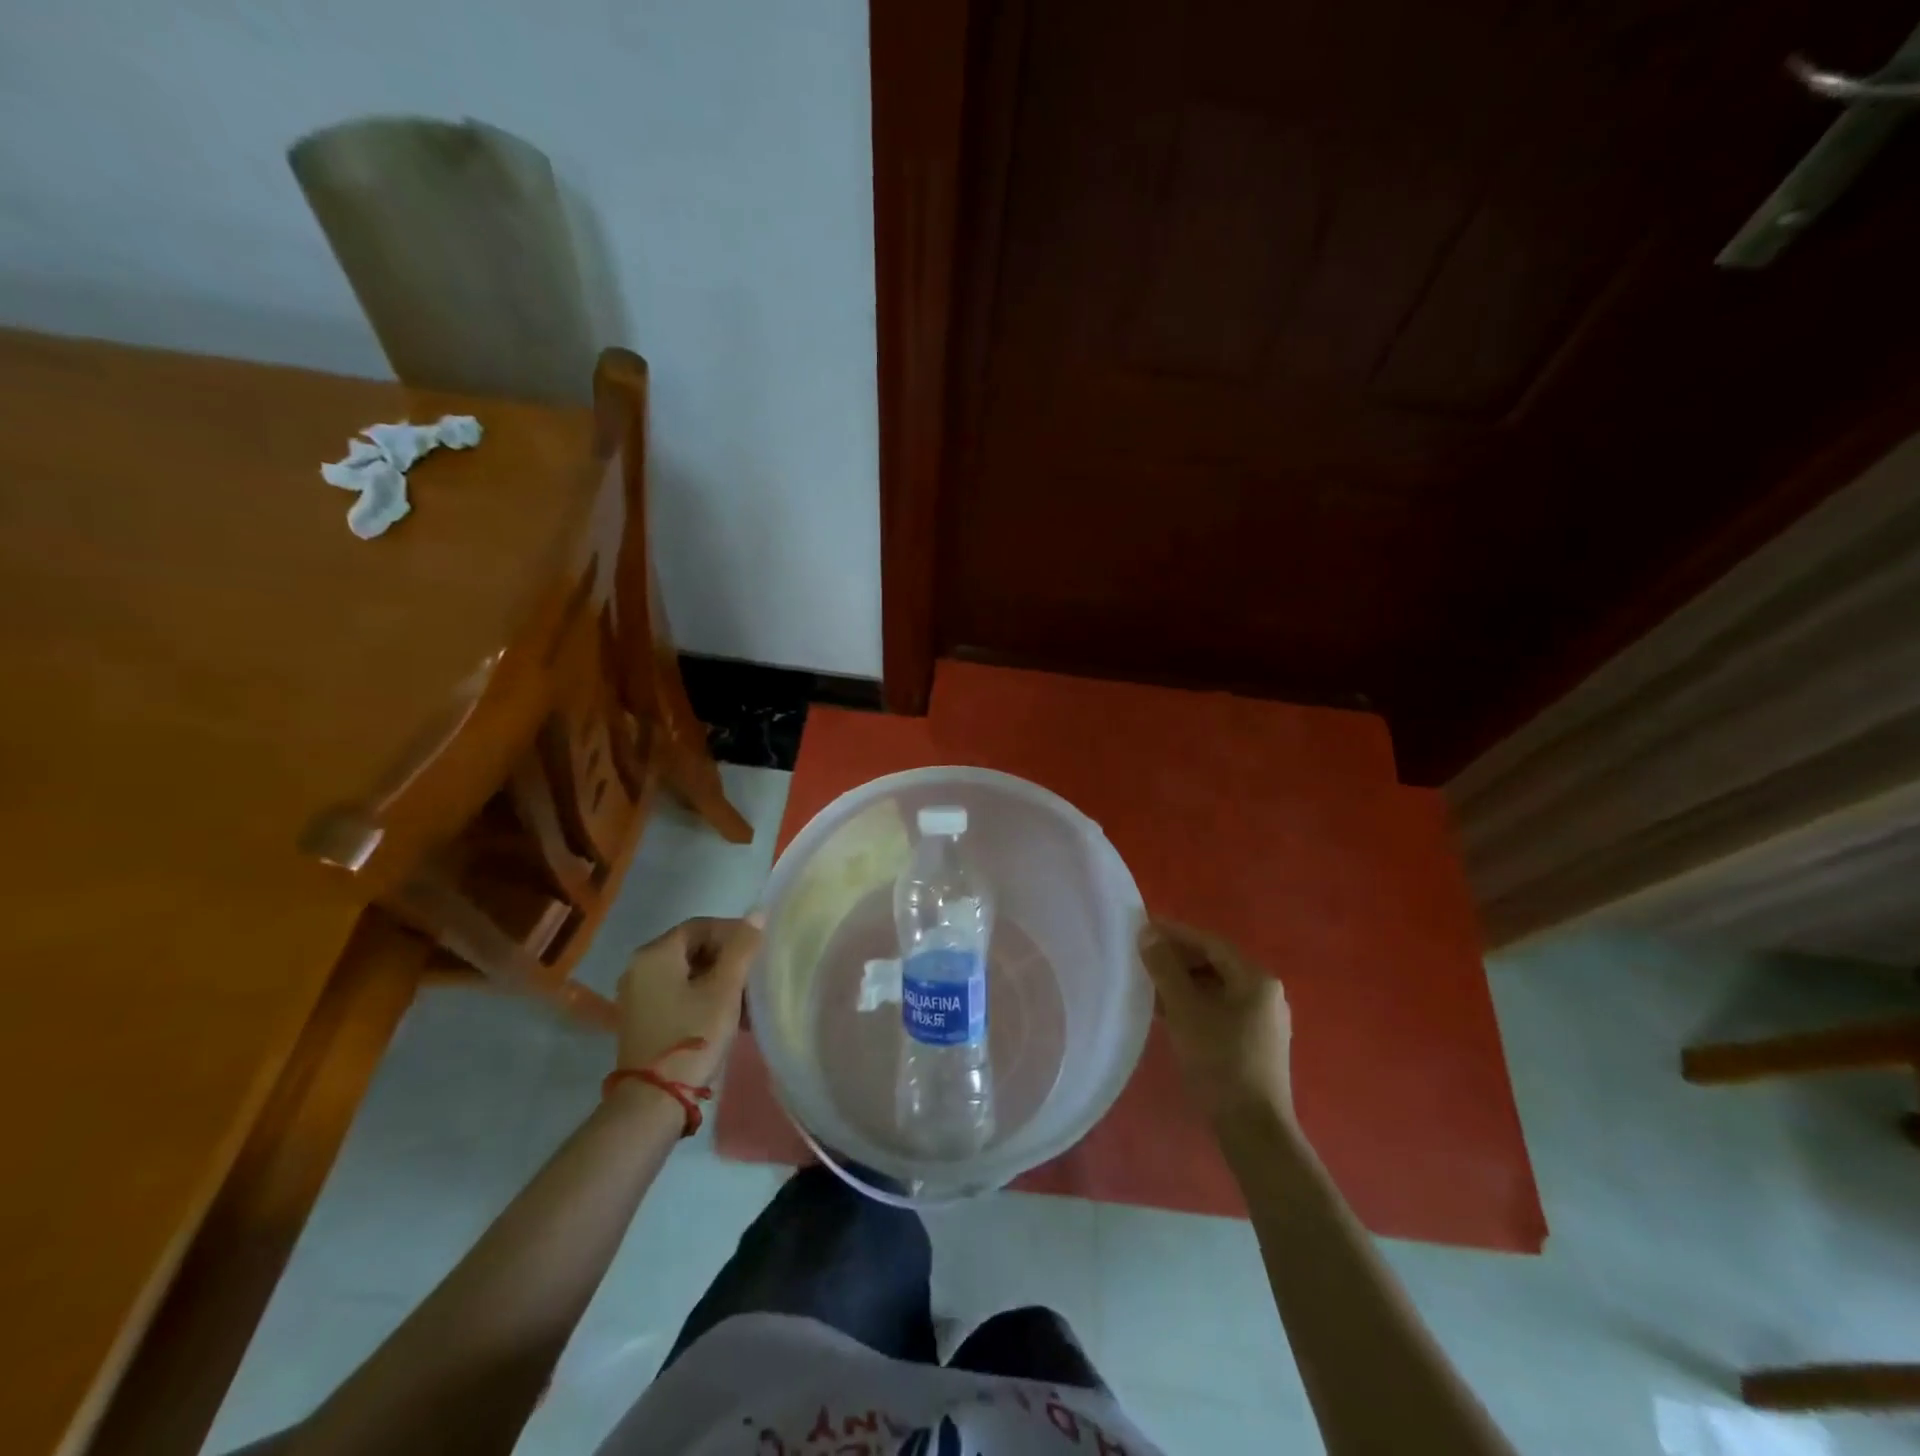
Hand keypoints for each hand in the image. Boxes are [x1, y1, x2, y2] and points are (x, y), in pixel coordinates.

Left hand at [616, 915, 762, 1087]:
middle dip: (727, 959)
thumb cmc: (692, 1035)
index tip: (758, 950)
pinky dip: (702, 997)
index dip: (733, 932)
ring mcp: (637, 995)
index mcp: (655, 954)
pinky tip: (727, 1015)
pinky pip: (677, 993)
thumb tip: (757, 914)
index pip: (700, 926)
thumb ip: (742, 948)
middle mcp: (639, 968)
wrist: (654, 1101)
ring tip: (746, 1000)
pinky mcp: (642, 1019)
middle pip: (692, 949)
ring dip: (718, 980)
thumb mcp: (724, 990)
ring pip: (687, 973)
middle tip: (754, 976)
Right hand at [1138, 917, 1292, 1124]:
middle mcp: (1266, 993)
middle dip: (1178, 959)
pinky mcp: (1257, 1043)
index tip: (1142, 928)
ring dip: (1184, 983)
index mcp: (1256, 979)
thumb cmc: (1218, 1061)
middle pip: (1216, 963)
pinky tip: (1170, 1013)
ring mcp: (1265, 1020)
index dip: (1175, 933)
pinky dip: (1196, 1004)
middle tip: (1143, 958)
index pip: (1210, 943)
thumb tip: (1147, 933)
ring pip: (1217, 988)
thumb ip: (1165, 968)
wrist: (1253, 1130)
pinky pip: (1222, 1009)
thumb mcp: (1184, 1010)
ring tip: (1149, 985)